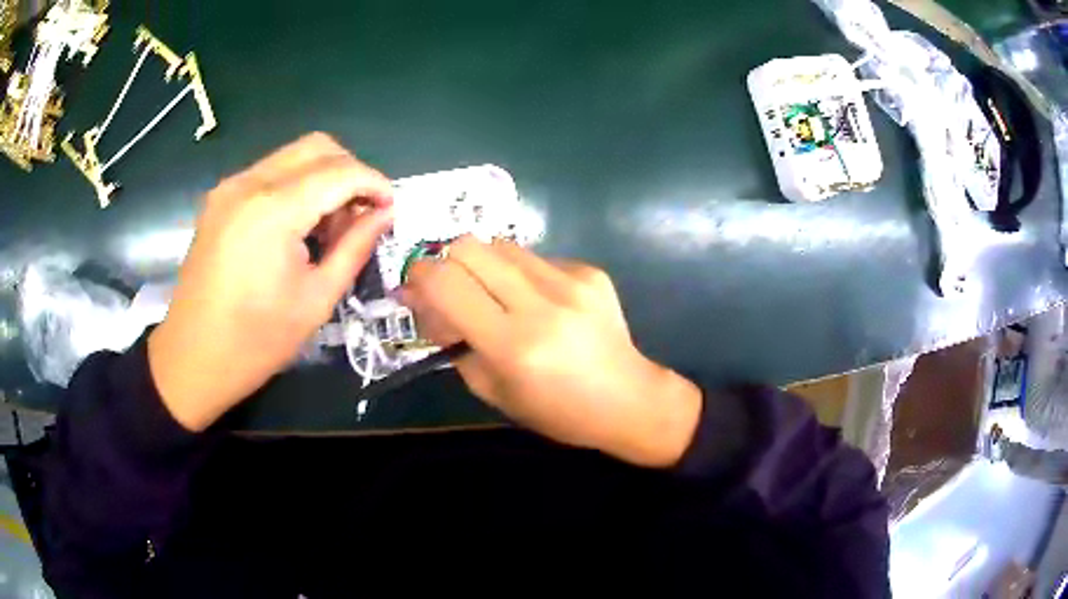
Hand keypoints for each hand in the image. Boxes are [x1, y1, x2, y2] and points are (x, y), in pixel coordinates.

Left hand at [149, 133, 393, 430]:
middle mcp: (250, 183)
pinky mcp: (219, 198)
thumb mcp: (315, 300)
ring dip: (323, 177)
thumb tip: (384, 214)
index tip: (391, 208)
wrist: (191, 359)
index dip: (375, 184)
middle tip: (361, 213)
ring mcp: (230, 187)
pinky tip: (297, 224)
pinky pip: (269, 172)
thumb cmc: (255, 342)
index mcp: (274, 211)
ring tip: (328, 224)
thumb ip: (354, 247)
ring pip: (293, 155)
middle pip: (318, 147)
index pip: (341, 172)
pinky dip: (295, 185)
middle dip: (350, 171)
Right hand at [400, 237, 701, 466]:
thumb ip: (453, 343)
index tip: (414, 288)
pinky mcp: (590, 272)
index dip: (419, 277)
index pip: (446, 282)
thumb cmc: (557, 411)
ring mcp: (571, 282)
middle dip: (447, 262)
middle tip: (451, 289)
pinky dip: (520, 273)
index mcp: (513, 344)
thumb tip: (425, 302)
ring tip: (496, 296)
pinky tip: (538, 301)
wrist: (629, 400)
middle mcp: (541, 303)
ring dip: (484, 266)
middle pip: (469, 245)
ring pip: (501, 245)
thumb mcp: (493, 391)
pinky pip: (535, 257)